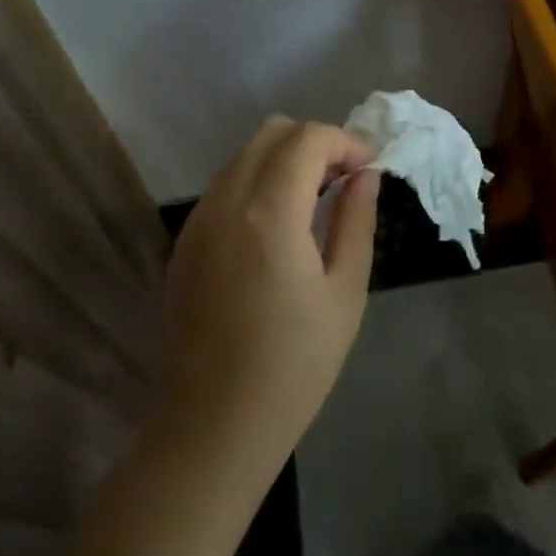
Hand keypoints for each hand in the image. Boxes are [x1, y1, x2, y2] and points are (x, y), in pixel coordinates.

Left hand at [163, 116, 379, 474]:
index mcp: (270, 214)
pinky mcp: (185, 241)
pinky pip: (225, 185)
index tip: (369, 168)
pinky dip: (257, 182)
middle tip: (344, 180)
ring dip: (284, 160)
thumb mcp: (345, 292)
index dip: (346, 141)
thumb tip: (365, 175)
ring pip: (245, 155)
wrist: (216, 423)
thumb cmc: (295, 364)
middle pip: (272, 133)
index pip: (308, 139)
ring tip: (314, 200)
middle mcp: (226, 203)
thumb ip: (357, 221)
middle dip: (315, 142)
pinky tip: (277, 225)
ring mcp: (198, 221)